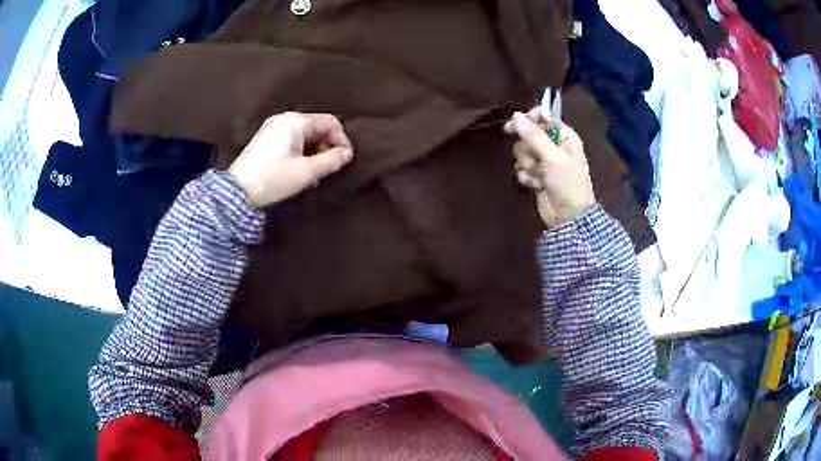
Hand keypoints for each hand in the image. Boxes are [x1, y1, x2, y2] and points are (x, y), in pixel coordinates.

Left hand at [228, 112, 354, 207]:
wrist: (238, 192)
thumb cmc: (273, 179)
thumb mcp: (306, 172)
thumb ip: (331, 160)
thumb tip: (348, 154)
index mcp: (295, 121)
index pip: (330, 122)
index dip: (341, 140)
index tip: (344, 160)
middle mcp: (284, 118)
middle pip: (317, 127)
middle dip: (327, 146)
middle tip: (328, 168)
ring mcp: (273, 127)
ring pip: (306, 134)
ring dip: (315, 151)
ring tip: (314, 173)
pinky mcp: (267, 138)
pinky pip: (293, 139)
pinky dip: (302, 152)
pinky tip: (300, 169)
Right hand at [504, 108, 594, 228]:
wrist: (569, 218)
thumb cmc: (567, 183)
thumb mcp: (552, 156)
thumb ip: (534, 135)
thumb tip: (515, 115)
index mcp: (565, 137)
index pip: (544, 117)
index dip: (529, 119)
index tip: (515, 124)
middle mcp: (554, 146)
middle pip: (529, 134)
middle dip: (527, 147)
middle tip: (529, 156)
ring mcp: (545, 162)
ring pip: (524, 152)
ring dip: (528, 164)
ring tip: (538, 176)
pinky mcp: (537, 176)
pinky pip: (522, 168)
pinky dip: (527, 176)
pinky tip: (535, 185)